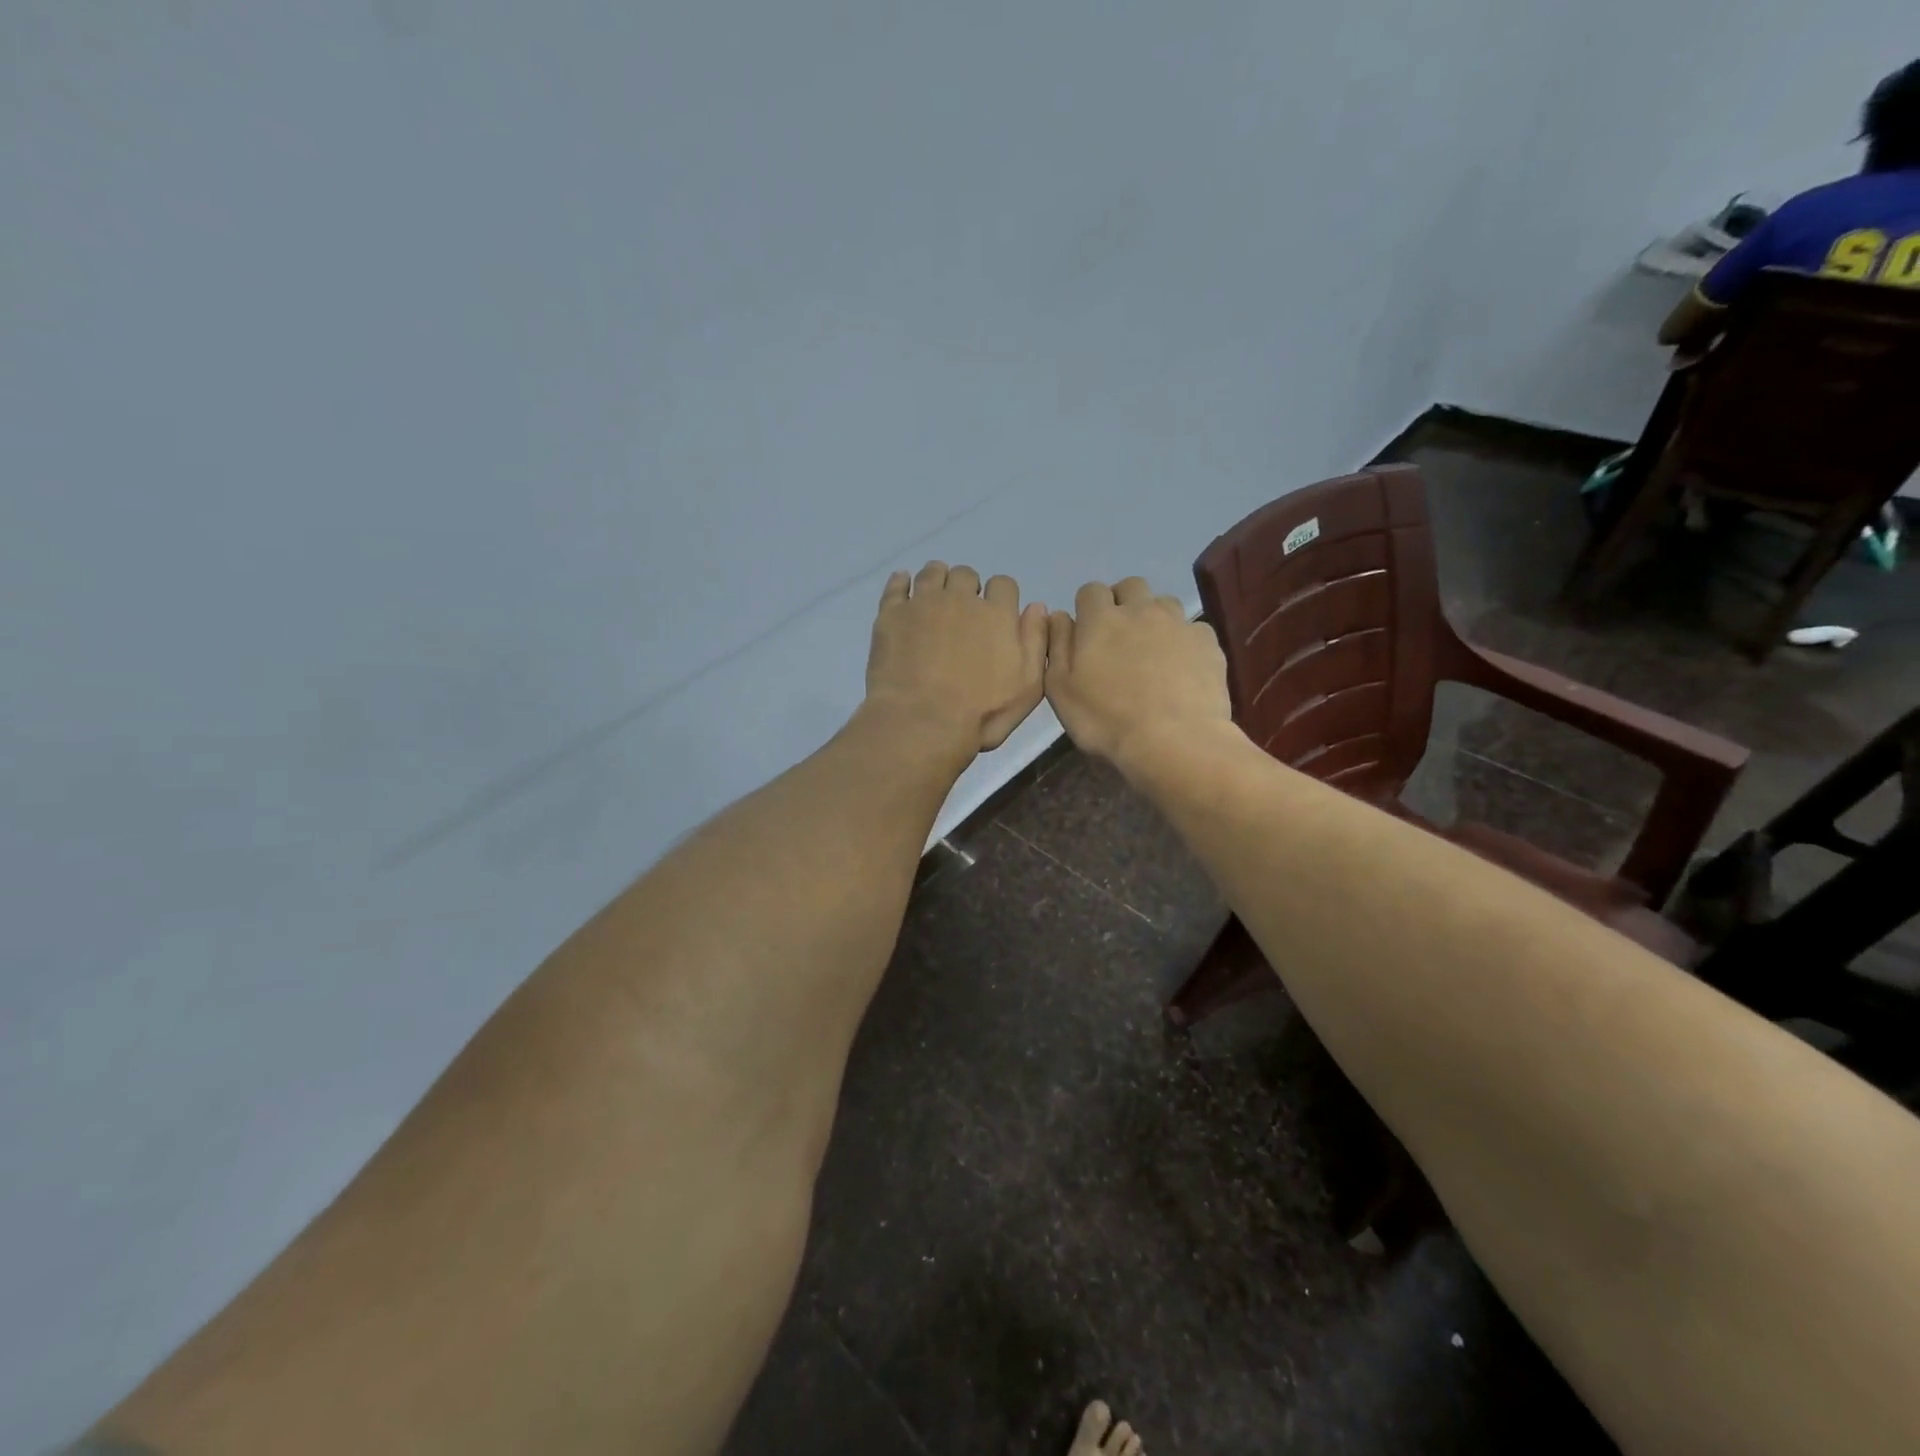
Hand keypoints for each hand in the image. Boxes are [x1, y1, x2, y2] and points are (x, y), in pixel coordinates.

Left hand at [865, 562, 1047, 754]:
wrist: (922, 722)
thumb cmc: (981, 713)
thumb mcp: (1028, 687)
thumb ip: (1036, 642)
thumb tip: (1037, 607)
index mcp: (997, 614)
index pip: (1003, 584)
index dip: (1000, 597)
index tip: (994, 616)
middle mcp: (960, 599)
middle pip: (966, 575)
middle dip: (967, 588)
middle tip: (962, 613)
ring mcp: (923, 604)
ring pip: (932, 573)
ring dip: (938, 580)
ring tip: (935, 599)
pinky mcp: (891, 615)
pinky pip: (896, 586)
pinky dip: (901, 582)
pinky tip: (904, 586)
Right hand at [1044, 577, 1229, 765]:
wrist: (1173, 741)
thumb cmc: (1106, 719)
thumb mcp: (1060, 689)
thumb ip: (1056, 645)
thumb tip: (1058, 615)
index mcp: (1101, 619)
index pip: (1090, 591)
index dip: (1088, 608)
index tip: (1087, 633)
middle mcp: (1141, 610)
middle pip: (1131, 586)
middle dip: (1123, 602)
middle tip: (1119, 636)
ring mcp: (1178, 623)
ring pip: (1164, 603)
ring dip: (1154, 617)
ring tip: (1152, 650)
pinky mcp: (1207, 642)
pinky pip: (1192, 629)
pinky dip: (1183, 641)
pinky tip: (1181, 667)